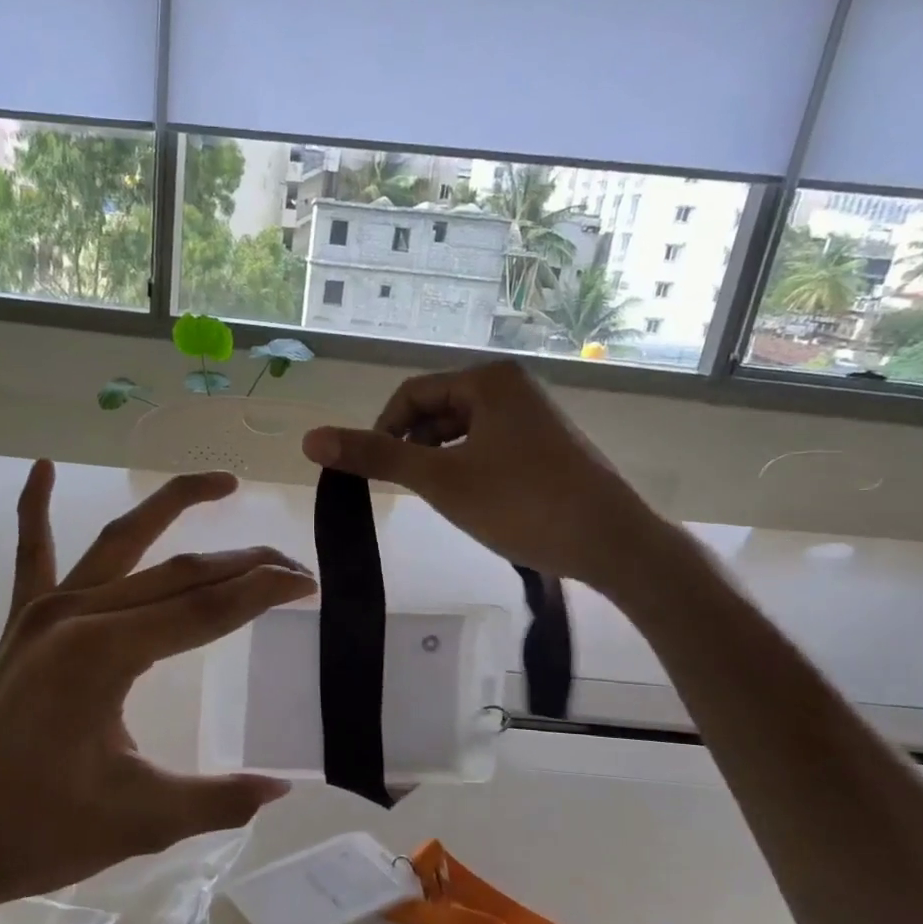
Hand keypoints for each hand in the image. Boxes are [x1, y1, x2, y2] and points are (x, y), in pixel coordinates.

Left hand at [0, 462, 313, 923]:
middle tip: (292, 563)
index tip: (309, 583)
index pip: (204, 610)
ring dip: (171, 506)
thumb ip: (217, 798)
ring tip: (222, 483)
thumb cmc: (37, 833)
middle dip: (241, 563)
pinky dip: (34, 507)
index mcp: (104, 654)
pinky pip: (31, 553)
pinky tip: (41, 467)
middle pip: (177, 572)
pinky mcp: (21, 623)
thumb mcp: (140, 820)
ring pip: (120, 542)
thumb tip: (282, 787)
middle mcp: (75, 614)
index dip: (262, 593)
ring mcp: (43, 612)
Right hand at [302, 361, 675, 599]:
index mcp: (488, 381)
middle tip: (409, 491)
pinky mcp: (546, 445)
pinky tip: (472, 502)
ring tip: (441, 500)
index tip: (373, 474)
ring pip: (461, 432)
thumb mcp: (440, 479)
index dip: (382, 432)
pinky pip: (488, 447)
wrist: (612, 542)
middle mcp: (512, 387)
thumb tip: (310, 438)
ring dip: (439, 461)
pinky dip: (467, 469)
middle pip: (436, 411)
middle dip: (413, 448)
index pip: (410, 395)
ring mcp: (533, 416)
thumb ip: (375, 457)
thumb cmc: (522, 503)